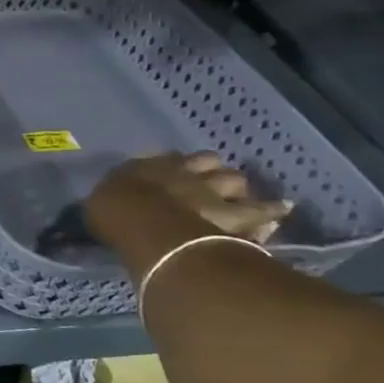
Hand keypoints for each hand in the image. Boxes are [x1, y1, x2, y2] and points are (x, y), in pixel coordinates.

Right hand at [87, 152, 292, 247]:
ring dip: (236, 188)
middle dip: (211, 173)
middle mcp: (184, 171)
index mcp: (150, 167)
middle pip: (208, 164)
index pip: (169, 160)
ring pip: (234, 180)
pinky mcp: (235, 213)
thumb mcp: (102, 202)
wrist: (143, 222)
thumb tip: (112, 203)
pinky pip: (260, 210)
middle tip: (211, 187)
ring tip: (239, 198)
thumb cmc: (114, 212)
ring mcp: (212, 189)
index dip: (177, 168)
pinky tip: (281, 209)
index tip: (177, 177)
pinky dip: (271, 210)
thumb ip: (113, 199)